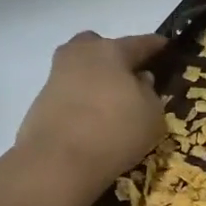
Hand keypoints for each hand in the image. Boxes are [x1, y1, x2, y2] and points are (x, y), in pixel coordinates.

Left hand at [14, 31, 167, 191]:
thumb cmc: (115, 130)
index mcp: (110, 51)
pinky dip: (82, 102)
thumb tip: (140, 80)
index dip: (155, 45)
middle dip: (113, 57)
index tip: (165, 46)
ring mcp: (56, 77)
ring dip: (96, 81)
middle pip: (99, 47)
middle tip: (128, 77)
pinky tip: (93, 122)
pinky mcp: (40, 102)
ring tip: (112, 105)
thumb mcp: (152, 115)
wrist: (57, 162)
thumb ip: (150, 92)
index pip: (140, 43)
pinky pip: (70, 93)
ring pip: (81, 70)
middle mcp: (80, 55)